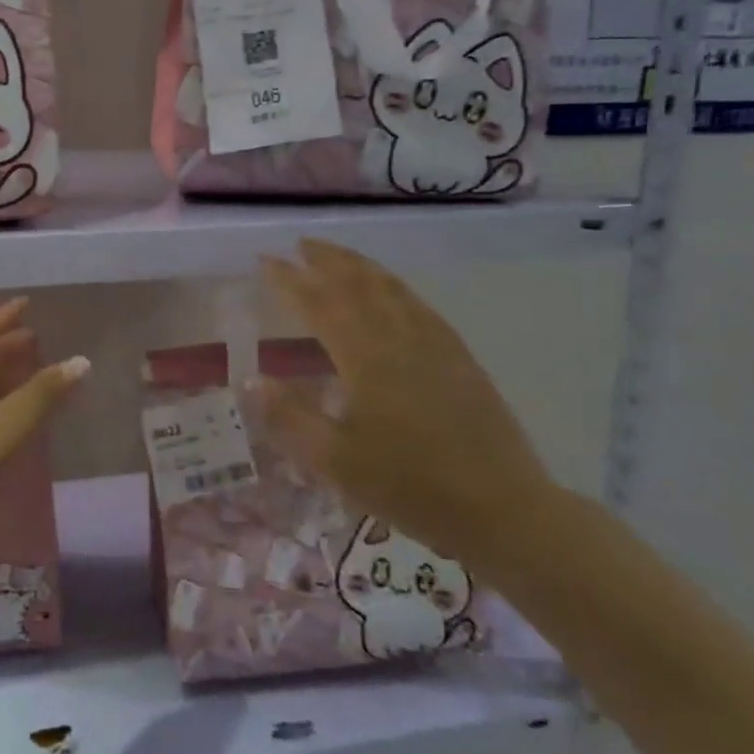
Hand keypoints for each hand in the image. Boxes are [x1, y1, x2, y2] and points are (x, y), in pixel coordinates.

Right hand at [256, 239, 555, 567]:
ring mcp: (434, 342)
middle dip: (326, 259)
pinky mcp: (458, 355)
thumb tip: (251, 380)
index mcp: (365, 357)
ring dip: (359, 265)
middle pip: (357, 283)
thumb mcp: (336, 462)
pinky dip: (393, 285)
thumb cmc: (409, 486)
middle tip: (300, 244)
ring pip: (390, 287)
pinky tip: (389, 290)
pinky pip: (417, 303)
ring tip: (336, 255)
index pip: (319, 303)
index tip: (265, 261)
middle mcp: (399, 336)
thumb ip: (290, 417)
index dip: (289, 280)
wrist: (501, 508)